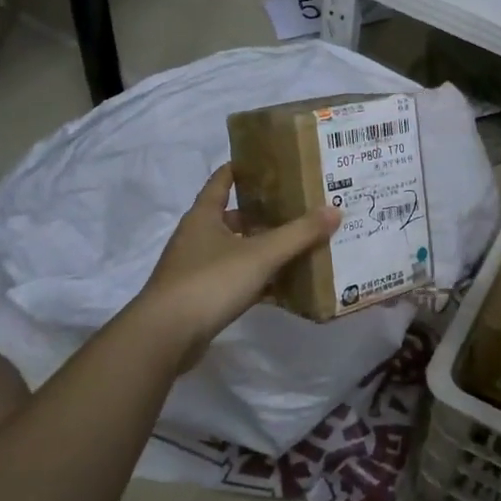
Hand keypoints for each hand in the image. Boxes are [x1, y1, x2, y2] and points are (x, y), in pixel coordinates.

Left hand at [136, 165, 339, 367]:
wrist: (165, 336)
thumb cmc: (210, 282)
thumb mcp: (261, 254)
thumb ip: (299, 233)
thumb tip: (335, 209)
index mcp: (204, 216)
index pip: (222, 181)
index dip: (243, 169)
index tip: (269, 163)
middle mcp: (197, 237)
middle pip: (233, 218)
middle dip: (263, 215)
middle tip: (298, 210)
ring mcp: (196, 270)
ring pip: (236, 251)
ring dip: (262, 250)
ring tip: (298, 247)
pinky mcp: (200, 298)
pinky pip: (235, 281)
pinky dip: (257, 282)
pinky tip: (283, 288)